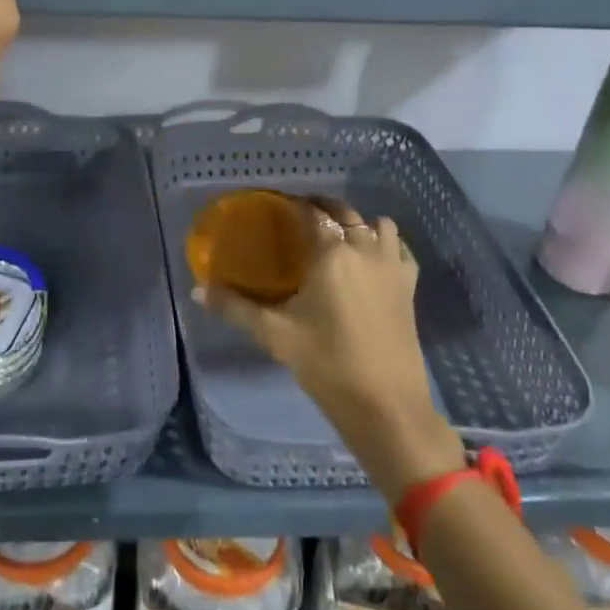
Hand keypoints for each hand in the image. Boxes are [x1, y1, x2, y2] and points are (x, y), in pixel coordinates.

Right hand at [195, 197, 462, 489]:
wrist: (386, 406)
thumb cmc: (327, 364)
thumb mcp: (275, 335)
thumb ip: (235, 308)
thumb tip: (198, 291)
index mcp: (331, 253)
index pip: (311, 211)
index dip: (295, 203)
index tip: (278, 206)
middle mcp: (364, 249)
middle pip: (344, 211)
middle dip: (322, 208)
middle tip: (300, 219)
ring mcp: (392, 266)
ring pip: (378, 224)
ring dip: (358, 223)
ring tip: (338, 237)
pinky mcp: (410, 286)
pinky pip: (401, 249)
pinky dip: (388, 244)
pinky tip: (374, 259)